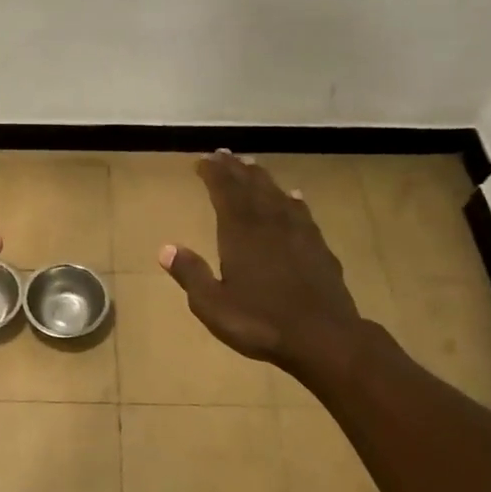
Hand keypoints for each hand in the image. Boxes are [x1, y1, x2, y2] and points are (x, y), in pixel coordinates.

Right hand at [160, 151, 363, 370]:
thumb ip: (191, 274)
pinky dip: (293, 200)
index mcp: (240, 233)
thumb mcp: (213, 305)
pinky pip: (303, 213)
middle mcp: (269, 223)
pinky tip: (294, 197)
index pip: (224, 192)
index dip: (214, 174)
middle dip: (235, 169)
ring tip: (252, 166)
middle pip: (250, 187)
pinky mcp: (319, 247)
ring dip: (262, 179)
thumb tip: (166, 248)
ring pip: (277, 195)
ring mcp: (298, 233)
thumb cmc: (261, 323)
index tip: (203, 160)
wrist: (324, 337)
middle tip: (223, 154)